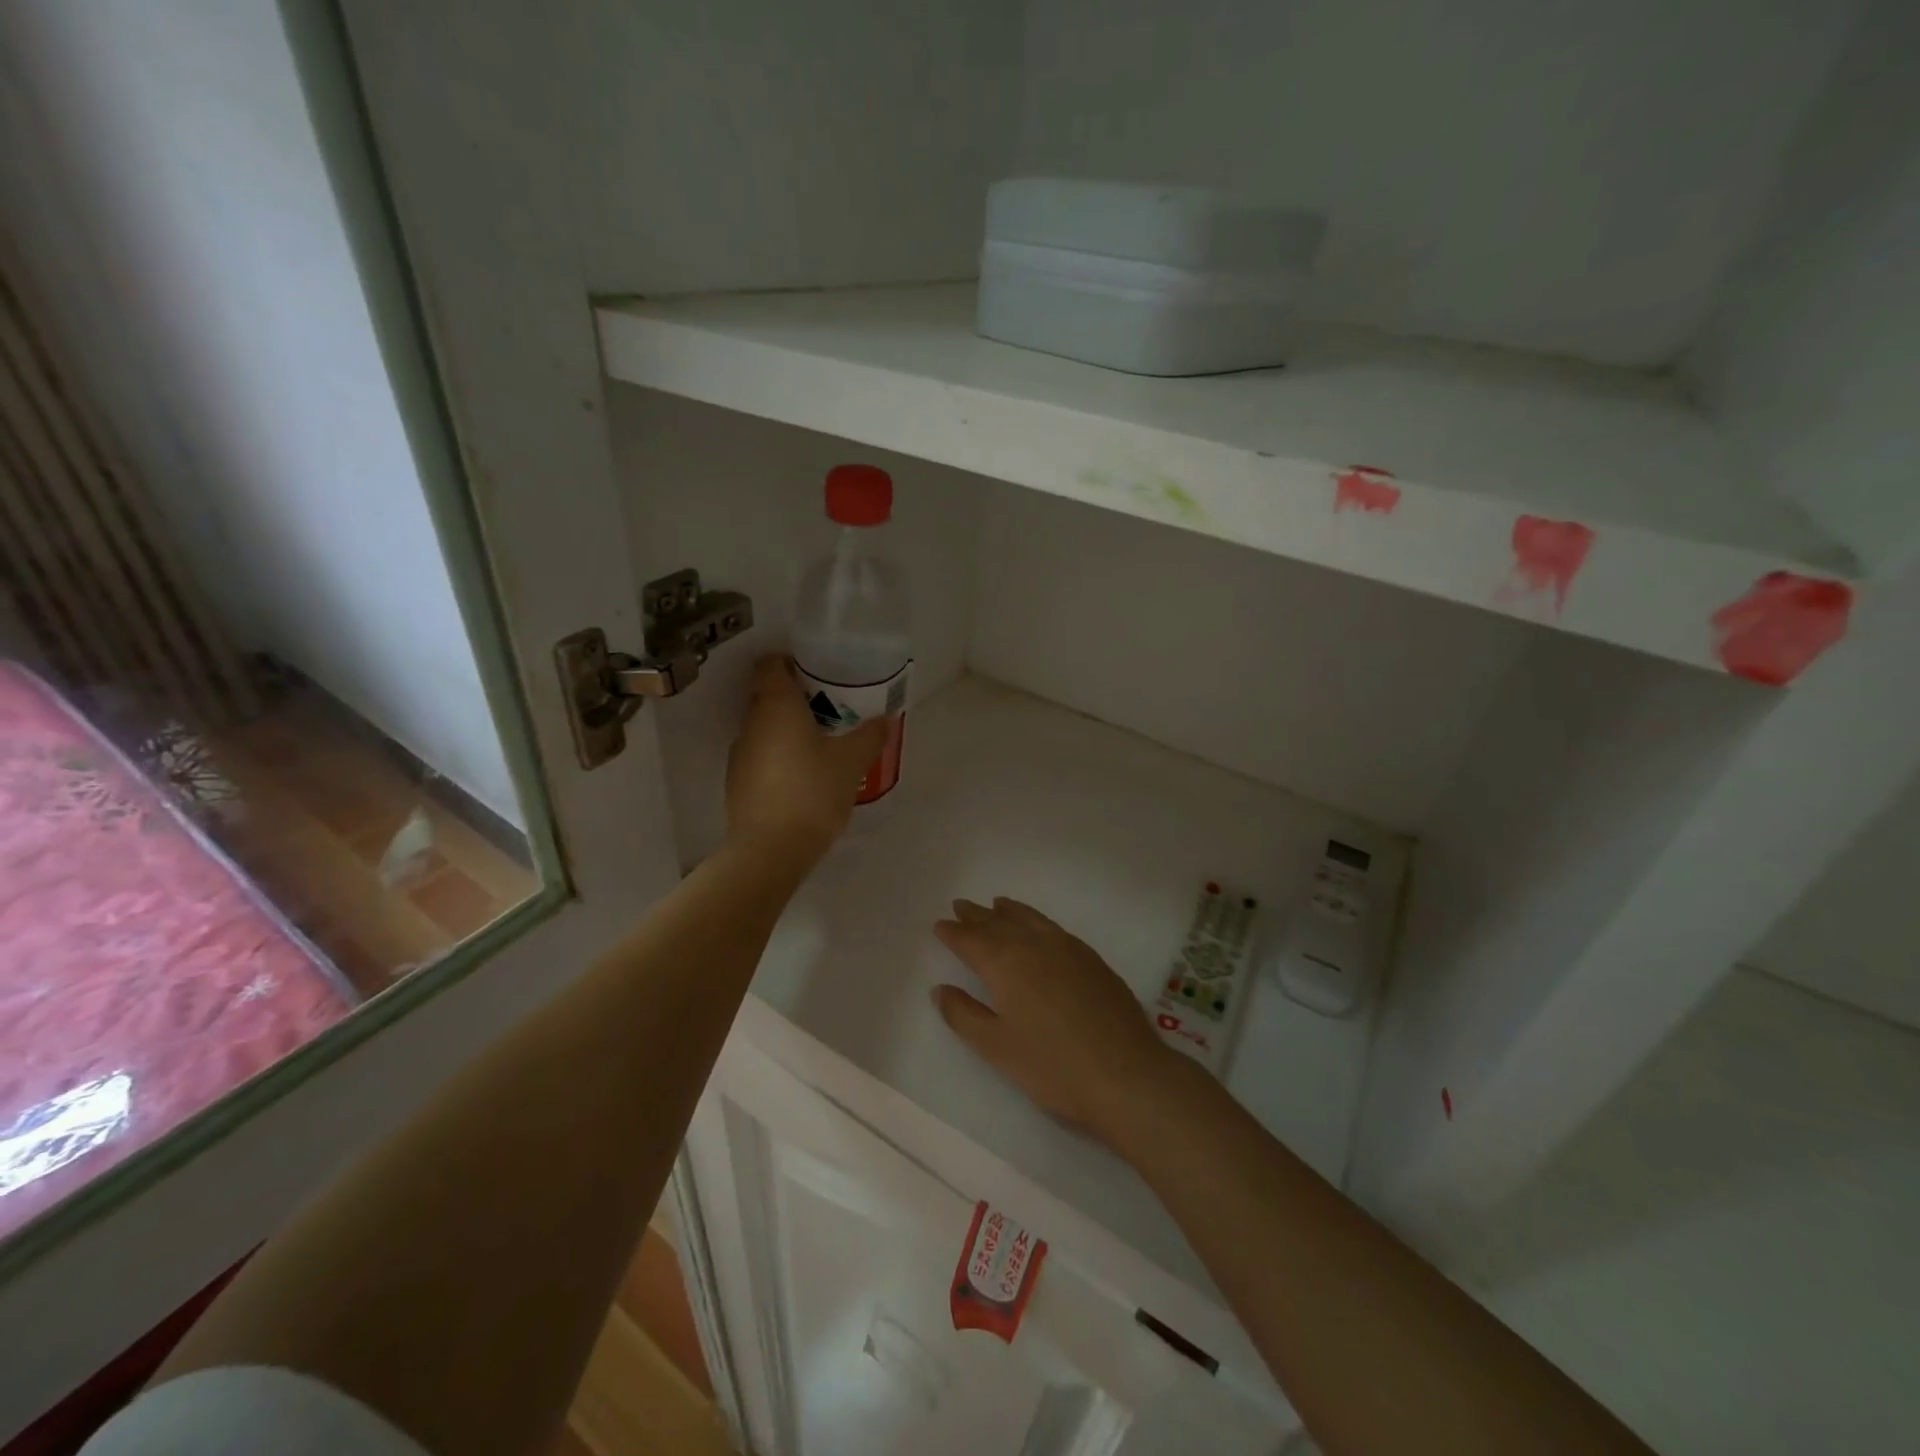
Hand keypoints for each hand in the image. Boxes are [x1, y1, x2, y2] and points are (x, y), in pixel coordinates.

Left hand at [727, 656, 885, 860]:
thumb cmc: (812, 792)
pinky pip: (760, 756)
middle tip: (829, 709)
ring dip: (787, 730)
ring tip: (820, 745)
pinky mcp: (738, 783)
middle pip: (767, 696)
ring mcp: (740, 754)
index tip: (816, 673)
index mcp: (776, 706)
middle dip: (795, 698)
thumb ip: (869, 735)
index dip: (790, 662)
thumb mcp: (851, 762)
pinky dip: (779, 757)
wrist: (771, 850)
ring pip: (763, 728)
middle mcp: (752, 723)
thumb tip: (885, 719)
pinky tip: (803, 777)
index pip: (770, 665)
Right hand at [931, 897, 1184, 1143]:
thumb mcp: (997, 1047)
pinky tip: (1039, 929)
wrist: (1126, 1074)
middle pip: (999, 924)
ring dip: (1009, 912)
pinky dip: (1037, 921)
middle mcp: (1034, 945)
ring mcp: (1068, 949)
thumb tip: (941, 989)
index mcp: (1006, 964)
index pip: (971, 940)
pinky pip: (1054, 928)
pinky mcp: (1092, 959)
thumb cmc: (1053, 1066)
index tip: (940, 925)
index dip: (953, 933)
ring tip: (997, 904)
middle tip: (961, 906)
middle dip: (977, 916)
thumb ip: (964, 1015)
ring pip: (1030, 920)